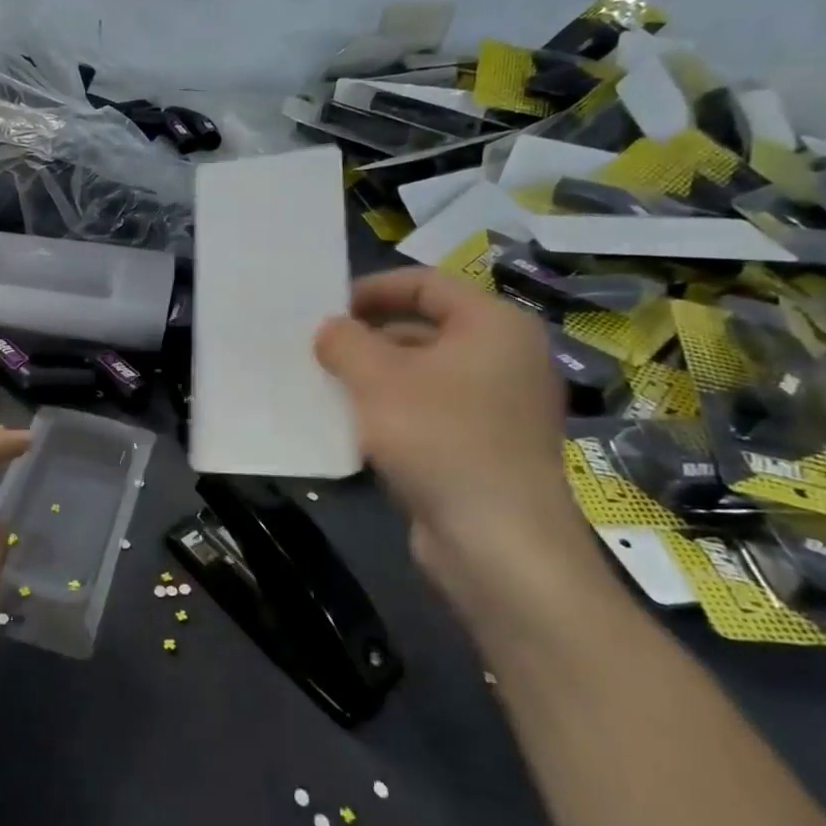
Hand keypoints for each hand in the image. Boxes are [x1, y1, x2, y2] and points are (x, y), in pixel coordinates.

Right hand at [314, 268, 613, 635]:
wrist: (497, 542)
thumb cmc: (439, 437)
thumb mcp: (376, 378)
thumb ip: (344, 341)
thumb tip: (331, 330)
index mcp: (493, 324)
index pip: (425, 283)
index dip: (372, 289)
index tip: (327, 308)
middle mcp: (506, 357)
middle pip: (425, 326)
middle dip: (368, 337)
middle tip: (319, 350)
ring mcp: (500, 405)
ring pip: (424, 373)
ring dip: (375, 376)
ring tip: (326, 387)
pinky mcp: (487, 446)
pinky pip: (431, 411)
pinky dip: (393, 410)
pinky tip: (353, 427)